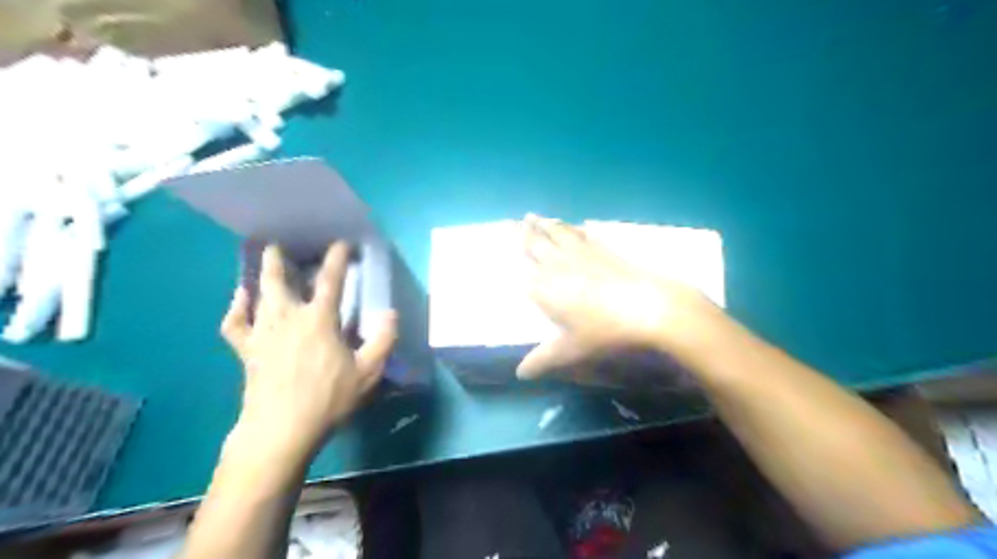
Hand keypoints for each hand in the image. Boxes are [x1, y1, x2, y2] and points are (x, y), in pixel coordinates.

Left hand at [221, 244, 397, 459]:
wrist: (282, 429)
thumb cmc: (329, 398)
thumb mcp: (368, 372)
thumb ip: (383, 339)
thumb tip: (391, 312)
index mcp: (320, 319)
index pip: (331, 280)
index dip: (337, 258)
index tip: (342, 243)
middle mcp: (289, 317)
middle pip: (279, 279)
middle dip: (279, 258)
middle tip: (279, 243)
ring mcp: (263, 332)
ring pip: (258, 295)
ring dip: (261, 275)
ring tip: (262, 261)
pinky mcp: (247, 350)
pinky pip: (235, 323)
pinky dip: (236, 308)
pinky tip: (241, 298)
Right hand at [519, 214, 721, 379]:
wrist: (649, 307)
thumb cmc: (605, 331)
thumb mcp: (572, 350)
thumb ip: (543, 360)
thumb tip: (520, 374)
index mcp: (546, 288)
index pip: (524, 273)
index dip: (515, 262)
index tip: (507, 252)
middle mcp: (559, 265)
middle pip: (538, 245)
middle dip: (526, 233)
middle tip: (519, 220)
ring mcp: (582, 254)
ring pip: (558, 234)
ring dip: (546, 225)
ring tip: (536, 216)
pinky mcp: (604, 250)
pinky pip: (582, 234)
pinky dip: (573, 228)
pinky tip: (574, 226)